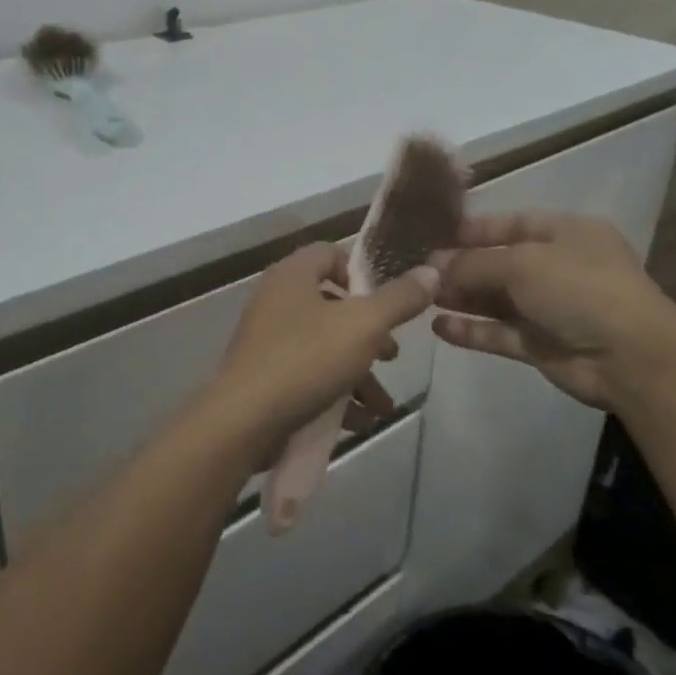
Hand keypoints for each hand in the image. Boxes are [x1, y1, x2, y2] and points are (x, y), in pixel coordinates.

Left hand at [210, 243, 437, 454]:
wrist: (243, 420)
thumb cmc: (306, 359)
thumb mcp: (364, 325)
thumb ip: (400, 298)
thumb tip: (432, 271)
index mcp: (293, 275)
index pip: (332, 254)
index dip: (363, 273)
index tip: (388, 302)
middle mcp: (276, 300)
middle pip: (333, 305)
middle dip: (370, 335)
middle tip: (392, 357)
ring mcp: (267, 340)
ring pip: (325, 346)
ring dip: (359, 373)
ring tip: (382, 404)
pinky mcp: (264, 376)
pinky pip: (308, 376)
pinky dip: (335, 393)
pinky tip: (360, 420)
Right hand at [431, 213, 675, 412]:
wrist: (631, 358)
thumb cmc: (579, 289)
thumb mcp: (522, 263)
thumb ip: (474, 263)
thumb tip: (435, 265)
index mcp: (565, 234)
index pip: (513, 224)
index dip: (474, 230)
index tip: (435, 237)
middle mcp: (558, 267)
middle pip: (500, 263)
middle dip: (461, 267)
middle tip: (419, 272)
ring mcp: (551, 308)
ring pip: (497, 300)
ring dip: (462, 298)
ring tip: (422, 298)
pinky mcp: (542, 345)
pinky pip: (500, 333)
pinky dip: (472, 331)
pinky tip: (440, 328)